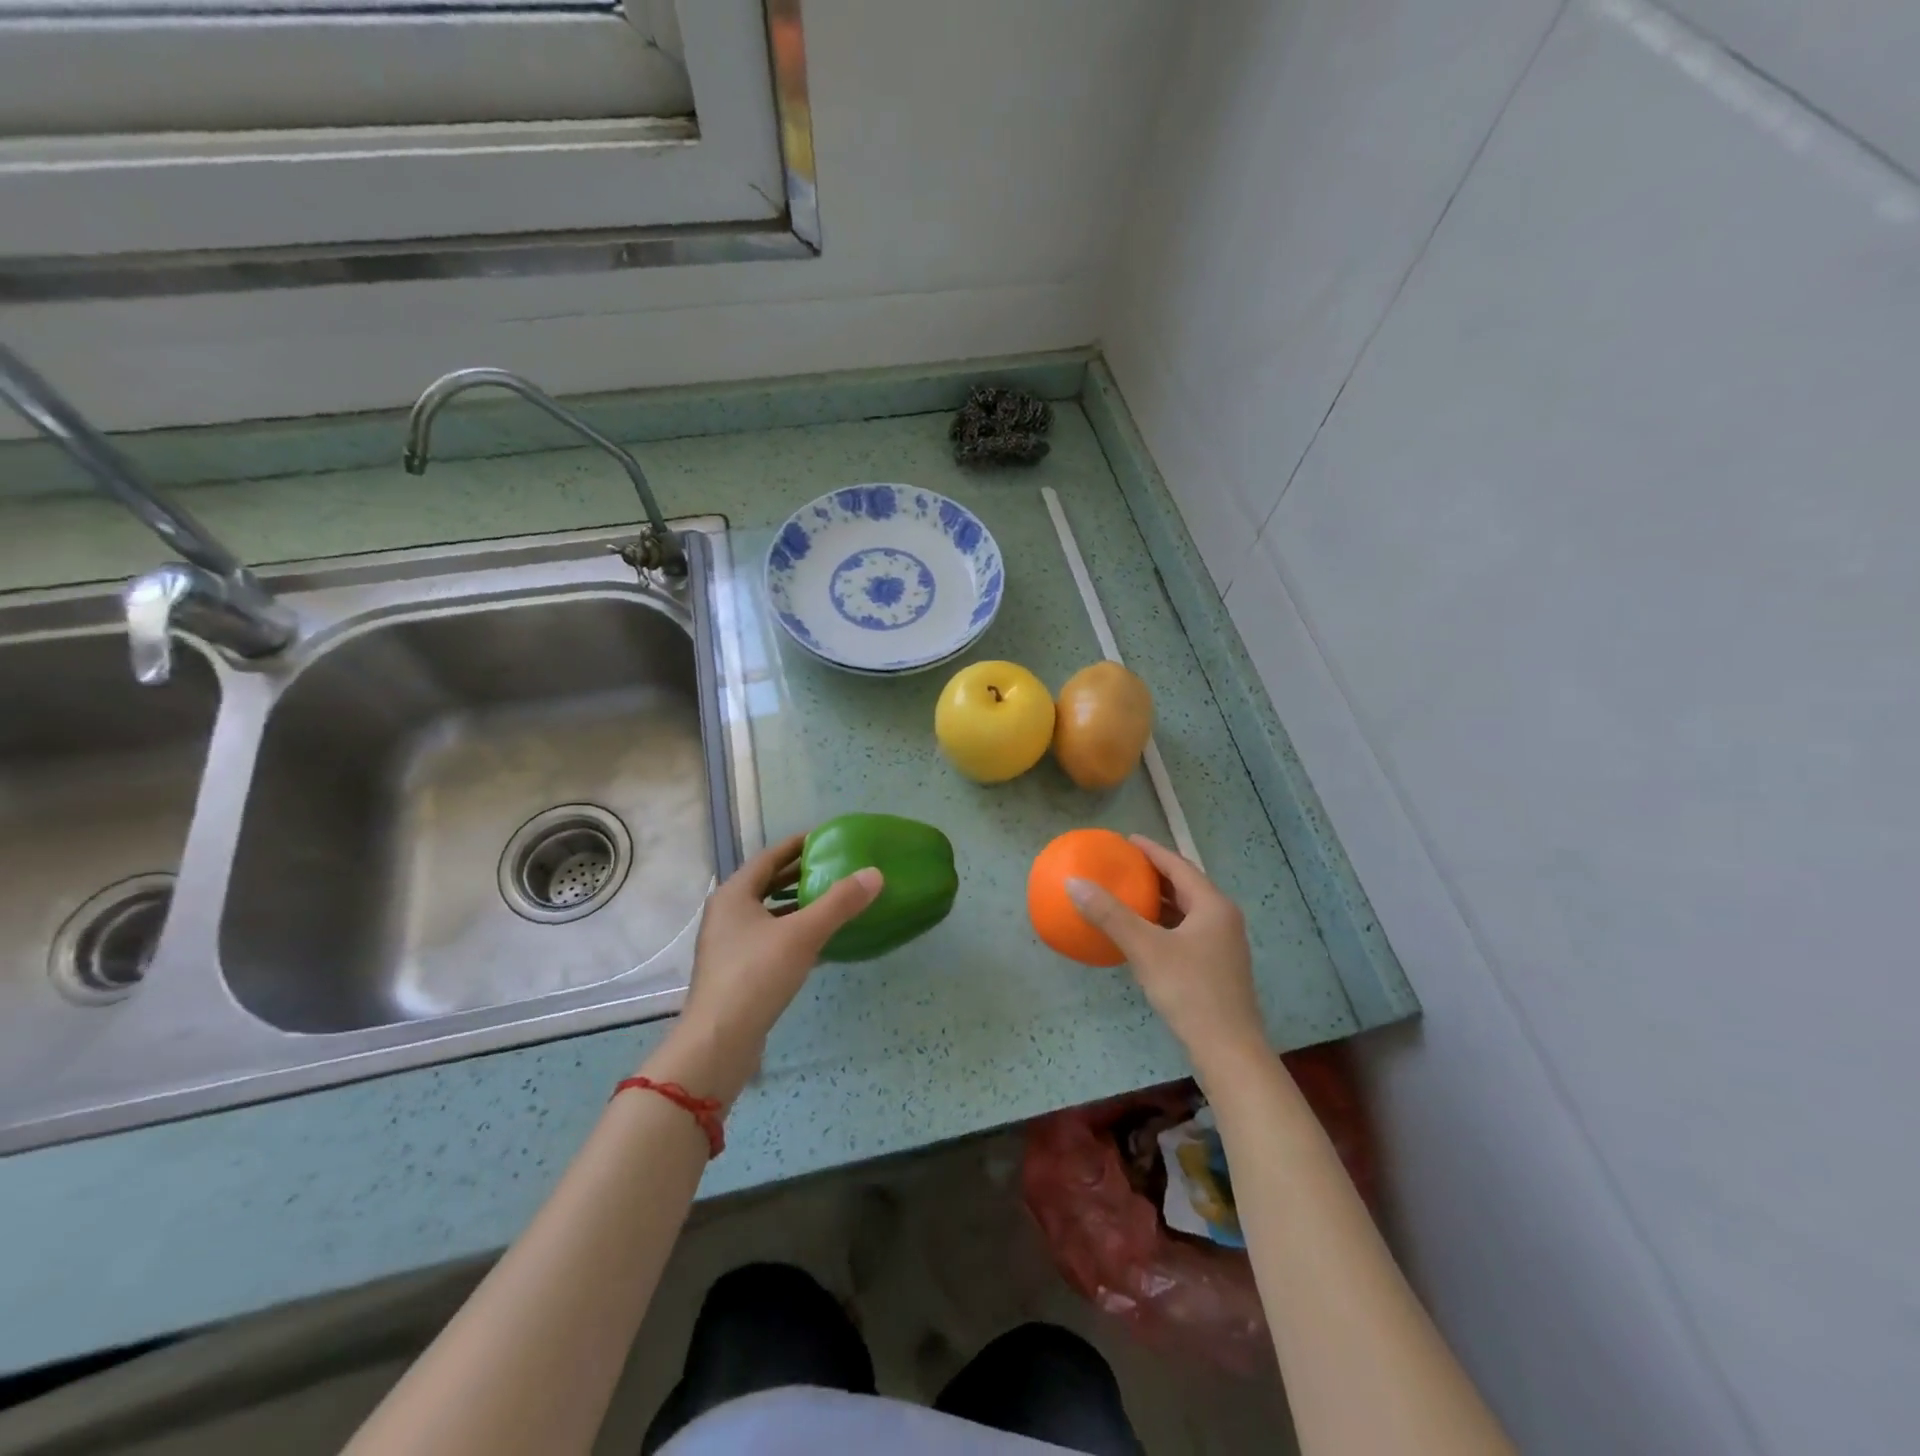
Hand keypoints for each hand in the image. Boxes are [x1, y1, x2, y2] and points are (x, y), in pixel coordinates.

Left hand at [654, 832, 881, 1104]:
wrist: (719, 1042)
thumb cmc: (756, 976)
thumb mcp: (803, 934)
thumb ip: (839, 903)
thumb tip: (875, 874)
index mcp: (734, 895)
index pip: (769, 857)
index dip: (797, 845)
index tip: (826, 838)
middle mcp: (727, 914)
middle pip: (767, 884)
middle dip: (799, 875)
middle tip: (835, 867)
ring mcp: (729, 945)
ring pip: (769, 914)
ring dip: (797, 905)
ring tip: (833, 900)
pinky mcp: (738, 972)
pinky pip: (771, 940)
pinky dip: (794, 933)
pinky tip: (822, 941)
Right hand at [1067, 836, 1269, 1073]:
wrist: (1228, 1050)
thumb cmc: (1190, 991)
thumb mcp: (1145, 949)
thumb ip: (1110, 914)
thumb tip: (1074, 883)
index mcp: (1212, 906)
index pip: (1179, 866)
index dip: (1152, 851)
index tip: (1126, 840)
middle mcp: (1222, 919)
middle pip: (1185, 886)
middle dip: (1155, 874)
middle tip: (1123, 865)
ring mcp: (1221, 945)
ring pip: (1186, 911)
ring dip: (1158, 900)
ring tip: (1128, 893)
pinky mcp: (1215, 967)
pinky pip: (1185, 932)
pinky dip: (1162, 924)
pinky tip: (1141, 934)